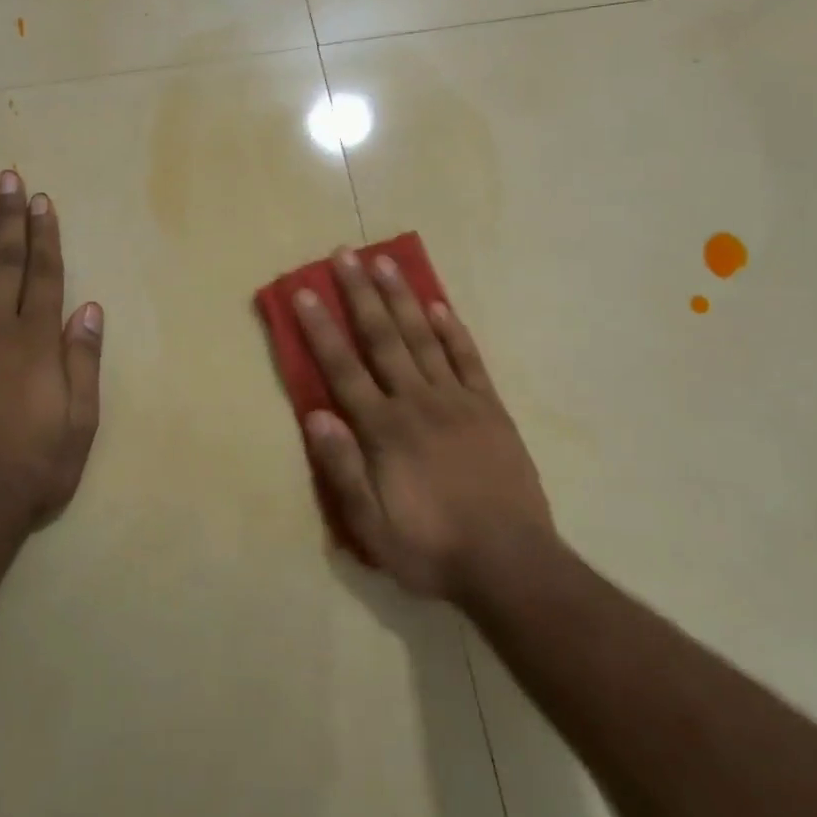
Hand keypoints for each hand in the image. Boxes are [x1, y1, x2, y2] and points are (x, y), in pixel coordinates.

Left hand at [0, 170, 103, 542]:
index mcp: (36, 341)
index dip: (44, 235)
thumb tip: (88, 309)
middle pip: (3, 260)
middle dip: (8, 217)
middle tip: (7, 178)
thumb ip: (82, 361)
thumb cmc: (33, 465)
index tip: (41, 201)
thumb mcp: (79, 421)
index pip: (43, 274)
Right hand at [295, 249, 554, 602]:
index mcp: (384, 430)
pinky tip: (439, 305)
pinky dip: (453, 330)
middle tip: (344, 254)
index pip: (344, 369)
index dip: (321, 329)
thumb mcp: (372, 528)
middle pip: (383, 338)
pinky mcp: (490, 408)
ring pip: (423, 337)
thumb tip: (316, 415)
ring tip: (385, 262)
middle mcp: (417, 402)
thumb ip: (343, 471)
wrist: (510, 562)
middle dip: (360, 294)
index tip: (305, 292)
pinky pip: (468, 359)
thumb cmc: (432, 548)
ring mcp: (458, 400)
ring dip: (402, 297)